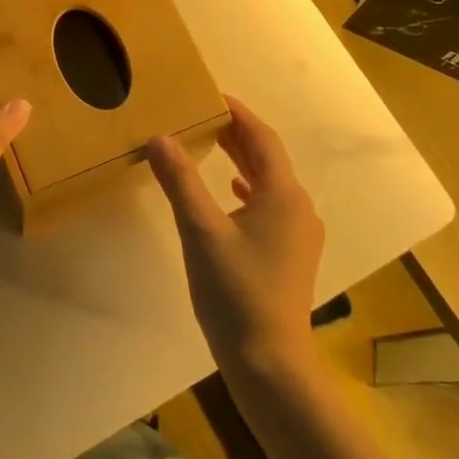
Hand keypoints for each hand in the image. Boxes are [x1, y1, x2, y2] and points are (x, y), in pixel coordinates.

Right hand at [146, 97, 323, 378]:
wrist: (270, 363)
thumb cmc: (235, 292)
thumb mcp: (201, 231)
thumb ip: (181, 181)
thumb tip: (160, 137)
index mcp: (283, 194)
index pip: (261, 137)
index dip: (237, 113)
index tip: (210, 95)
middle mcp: (298, 207)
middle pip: (267, 158)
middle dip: (237, 134)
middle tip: (202, 115)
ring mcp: (298, 234)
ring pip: (268, 183)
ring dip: (241, 161)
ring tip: (211, 144)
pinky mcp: (291, 255)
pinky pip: (269, 206)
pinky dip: (248, 190)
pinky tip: (231, 194)